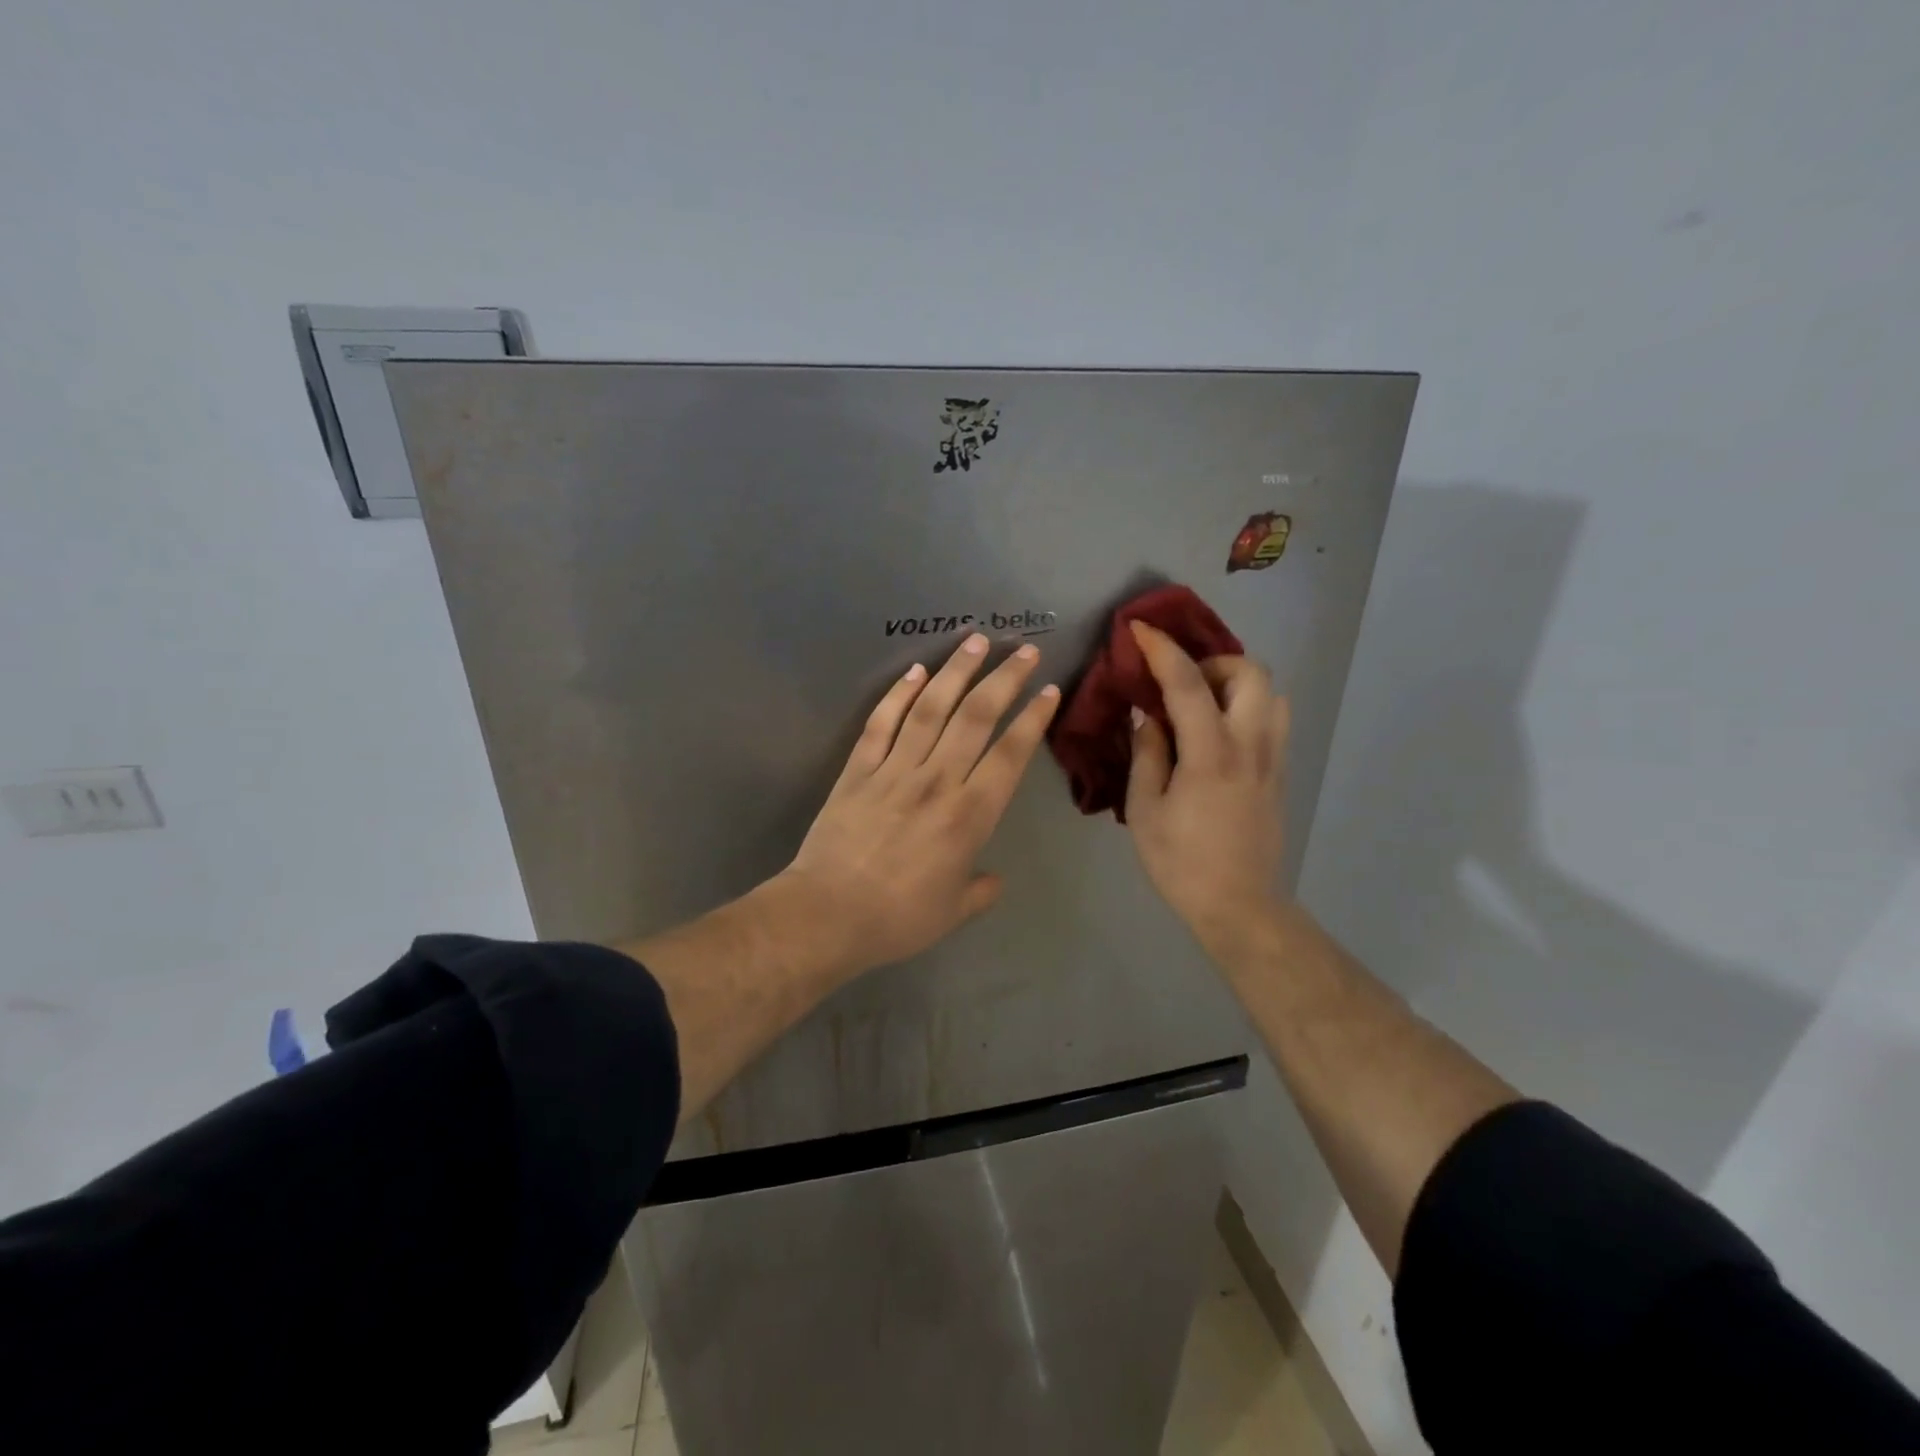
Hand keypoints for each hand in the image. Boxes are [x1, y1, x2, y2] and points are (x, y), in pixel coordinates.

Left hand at [782, 633, 1060, 977]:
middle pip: (976, 718)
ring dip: (956, 672)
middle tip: (1023, 650)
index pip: (1010, 755)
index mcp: (969, 815)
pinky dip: (899, 695)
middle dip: (1004, 679)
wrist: (827, 914)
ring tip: (974, 641)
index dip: (1032, 719)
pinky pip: (882, 723)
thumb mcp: (953, 912)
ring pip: (931, 708)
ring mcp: (894, 769)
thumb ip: (980, 891)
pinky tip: (915, 672)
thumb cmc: (898, 918)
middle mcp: (937, 781)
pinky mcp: (858, 769)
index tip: (1047, 690)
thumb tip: (993, 879)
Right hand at [1124, 620, 1289, 957]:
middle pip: (1251, 673)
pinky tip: (1219, 733)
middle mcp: (1250, 746)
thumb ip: (1148, 754)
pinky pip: (1273, 721)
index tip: (1139, 629)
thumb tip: (1148, 716)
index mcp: (1210, 754)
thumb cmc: (1181, 862)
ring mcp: (1272, 760)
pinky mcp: (1280, 775)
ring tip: (1204, 704)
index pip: (1188, 684)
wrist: (1239, 906)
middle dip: (1214, 661)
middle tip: (1183, 682)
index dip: (1162, 650)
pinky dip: (1248, 708)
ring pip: (1272, 694)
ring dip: (1237, 684)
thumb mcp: (1145, 810)